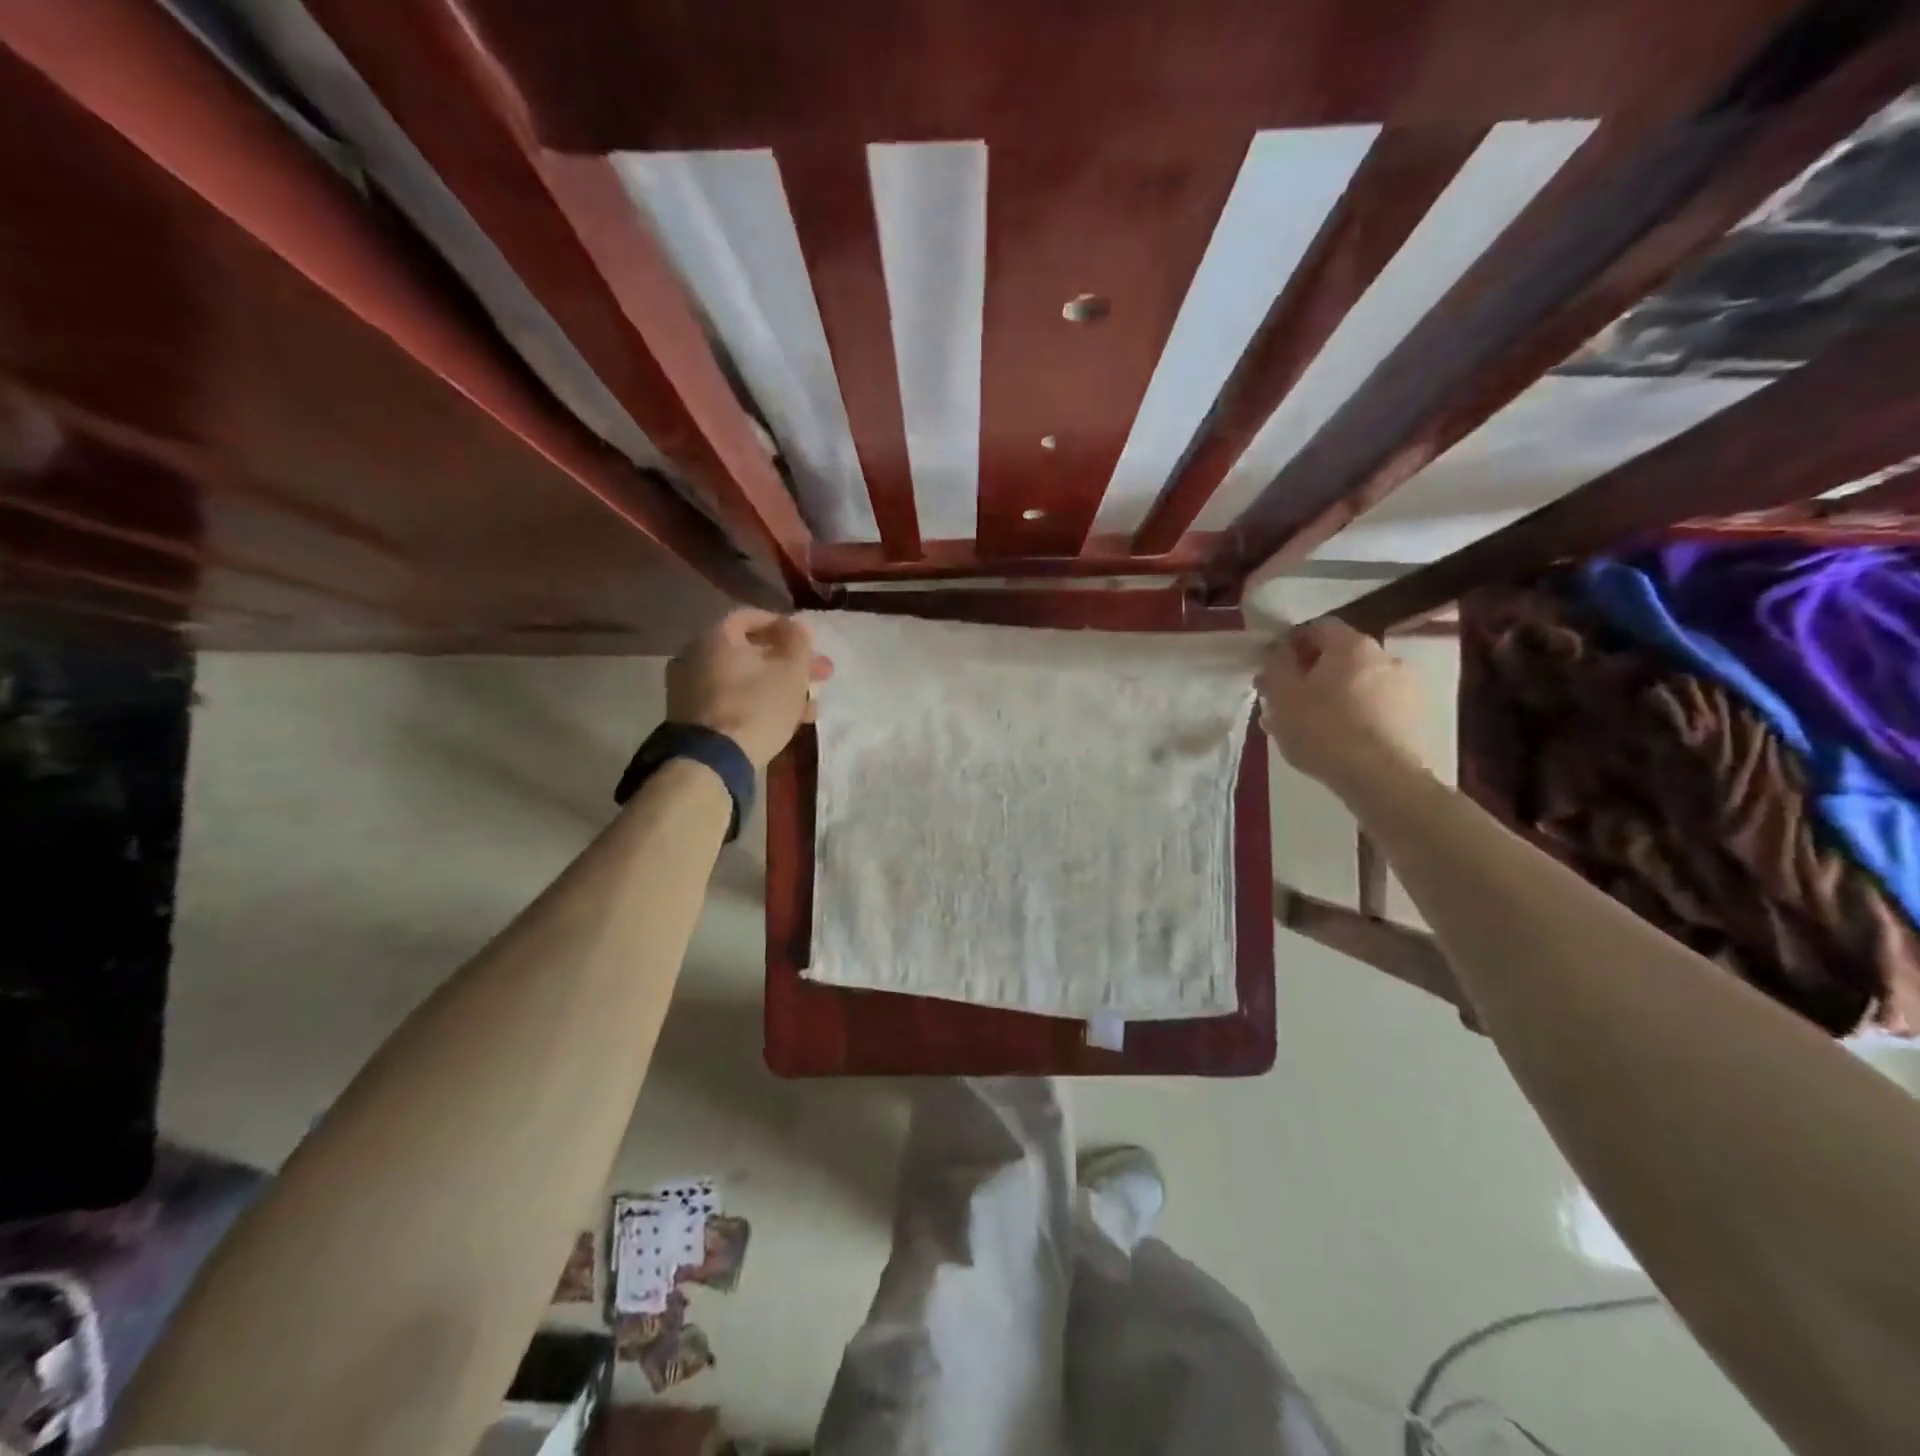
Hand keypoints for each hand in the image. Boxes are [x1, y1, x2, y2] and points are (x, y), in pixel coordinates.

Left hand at [667, 610, 833, 769]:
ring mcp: (690, 688)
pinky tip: (786, 721)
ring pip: (745, 679)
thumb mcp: (791, 672)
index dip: (785, 626)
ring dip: (779, 687)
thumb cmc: (757, 706)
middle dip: (789, 663)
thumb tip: (798, 625)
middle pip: (750, 651)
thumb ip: (799, 642)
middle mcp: (695, 655)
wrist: (713, 761)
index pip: (751, 616)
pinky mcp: (693, 716)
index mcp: (715, 636)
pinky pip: (732, 699)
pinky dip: (757, 703)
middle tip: (819, 676)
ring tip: (809, 706)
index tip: (808, 642)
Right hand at [1257, 619, 1430, 792]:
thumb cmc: (1323, 730)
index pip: (1317, 627)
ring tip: (1308, 728)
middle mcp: (1385, 656)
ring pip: (1355, 684)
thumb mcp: (1282, 695)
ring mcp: (1405, 688)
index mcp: (1352, 645)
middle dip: (1310, 675)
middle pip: (1338, 657)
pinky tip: (1336, 741)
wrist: (1380, 778)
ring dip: (1331, 697)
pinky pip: (1374, 707)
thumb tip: (1277, 650)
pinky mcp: (1414, 718)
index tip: (1274, 670)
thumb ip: (1275, 664)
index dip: (1291, 645)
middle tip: (1286, 702)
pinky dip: (1353, 715)